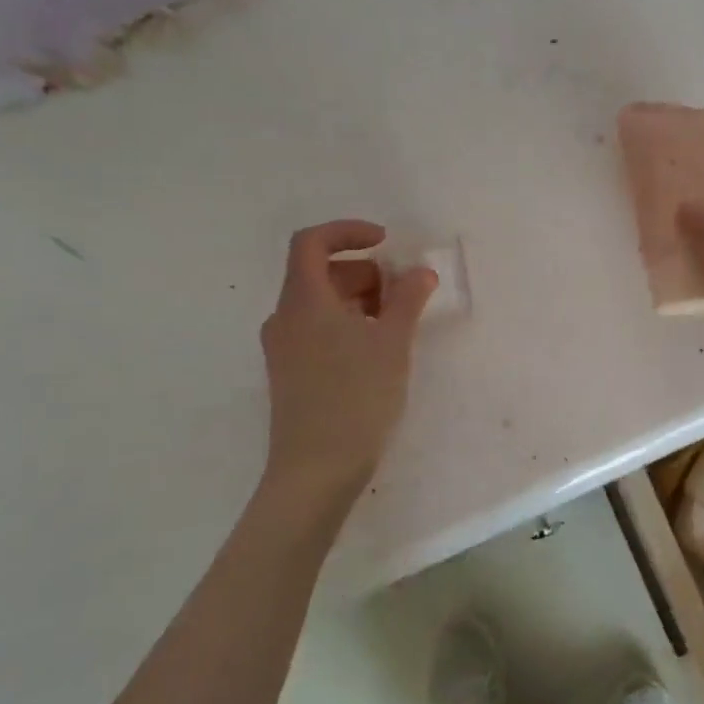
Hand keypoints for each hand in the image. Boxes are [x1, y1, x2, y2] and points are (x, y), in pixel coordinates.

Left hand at [259, 220, 437, 515]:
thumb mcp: (392, 343)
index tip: (385, 243)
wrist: (315, 472)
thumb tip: (419, 272)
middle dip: (363, 271)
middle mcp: (284, 318)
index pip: (312, 242)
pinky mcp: (289, 373)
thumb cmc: (356, 398)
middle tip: (401, 292)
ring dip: (357, 298)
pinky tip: (375, 349)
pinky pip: (316, 329)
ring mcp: (283, 348)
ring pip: (319, 303)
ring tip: (394, 322)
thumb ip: (407, 300)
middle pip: (318, 272)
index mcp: (303, 301)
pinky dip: (346, 323)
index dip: (348, 231)